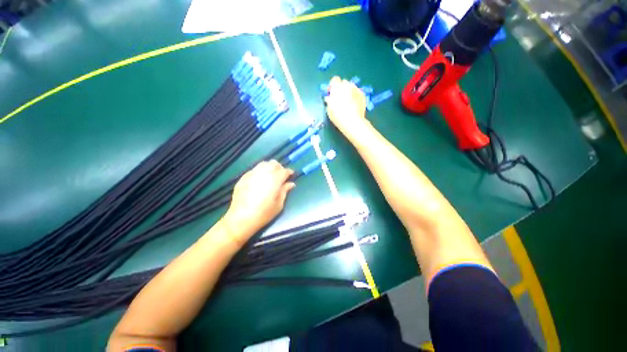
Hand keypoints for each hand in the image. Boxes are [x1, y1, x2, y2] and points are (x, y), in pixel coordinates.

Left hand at [222, 160, 294, 246]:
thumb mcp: (279, 204)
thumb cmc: (264, 213)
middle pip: (274, 164)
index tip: (291, 175)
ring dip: (270, 167)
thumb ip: (285, 191)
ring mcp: (252, 174)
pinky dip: (260, 171)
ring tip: (271, 175)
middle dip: (280, 167)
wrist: (241, 218)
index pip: (284, 171)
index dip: (289, 172)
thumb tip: (291, 184)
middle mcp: (264, 173)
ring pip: (264, 164)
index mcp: (275, 180)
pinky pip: (254, 169)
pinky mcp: (243, 177)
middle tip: (281, 175)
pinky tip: (260, 179)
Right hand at [324, 76, 368, 134]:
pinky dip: (355, 96)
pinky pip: (357, 92)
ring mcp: (356, 89)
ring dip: (348, 91)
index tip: (331, 93)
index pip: (334, 79)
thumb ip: (329, 100)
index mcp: (337, 88)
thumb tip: (329, 98)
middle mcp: (347, 85)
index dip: (332, 85)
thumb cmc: (338, 116)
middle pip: (344, 82)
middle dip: (341, 88)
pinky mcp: (362, 95)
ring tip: (348, 101)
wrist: (352, 122)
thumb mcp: (329, 109)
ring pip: (351, 86)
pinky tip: (354, 104)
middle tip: (339, 98)